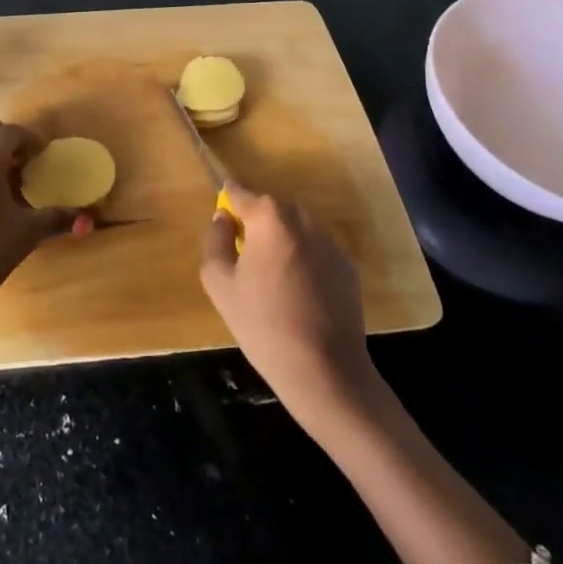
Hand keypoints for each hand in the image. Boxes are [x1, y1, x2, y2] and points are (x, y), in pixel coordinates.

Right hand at [200, 187, 379, 432]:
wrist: (325, 370)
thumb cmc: (263, 323)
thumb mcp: (219, 283)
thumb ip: (214, 239)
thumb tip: (223, 219)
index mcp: (269, 217)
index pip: (240, 192)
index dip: (228, 202)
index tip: (223, 221)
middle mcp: (303, 219)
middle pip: (271, 209)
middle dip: (256, 225)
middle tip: (245, 260)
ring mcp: (330, 242)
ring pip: (295, 229)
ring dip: (282, 242)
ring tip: (273, 280)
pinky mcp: (347, 266)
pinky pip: (316, 250)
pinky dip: (304, 260)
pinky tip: (299, 295)